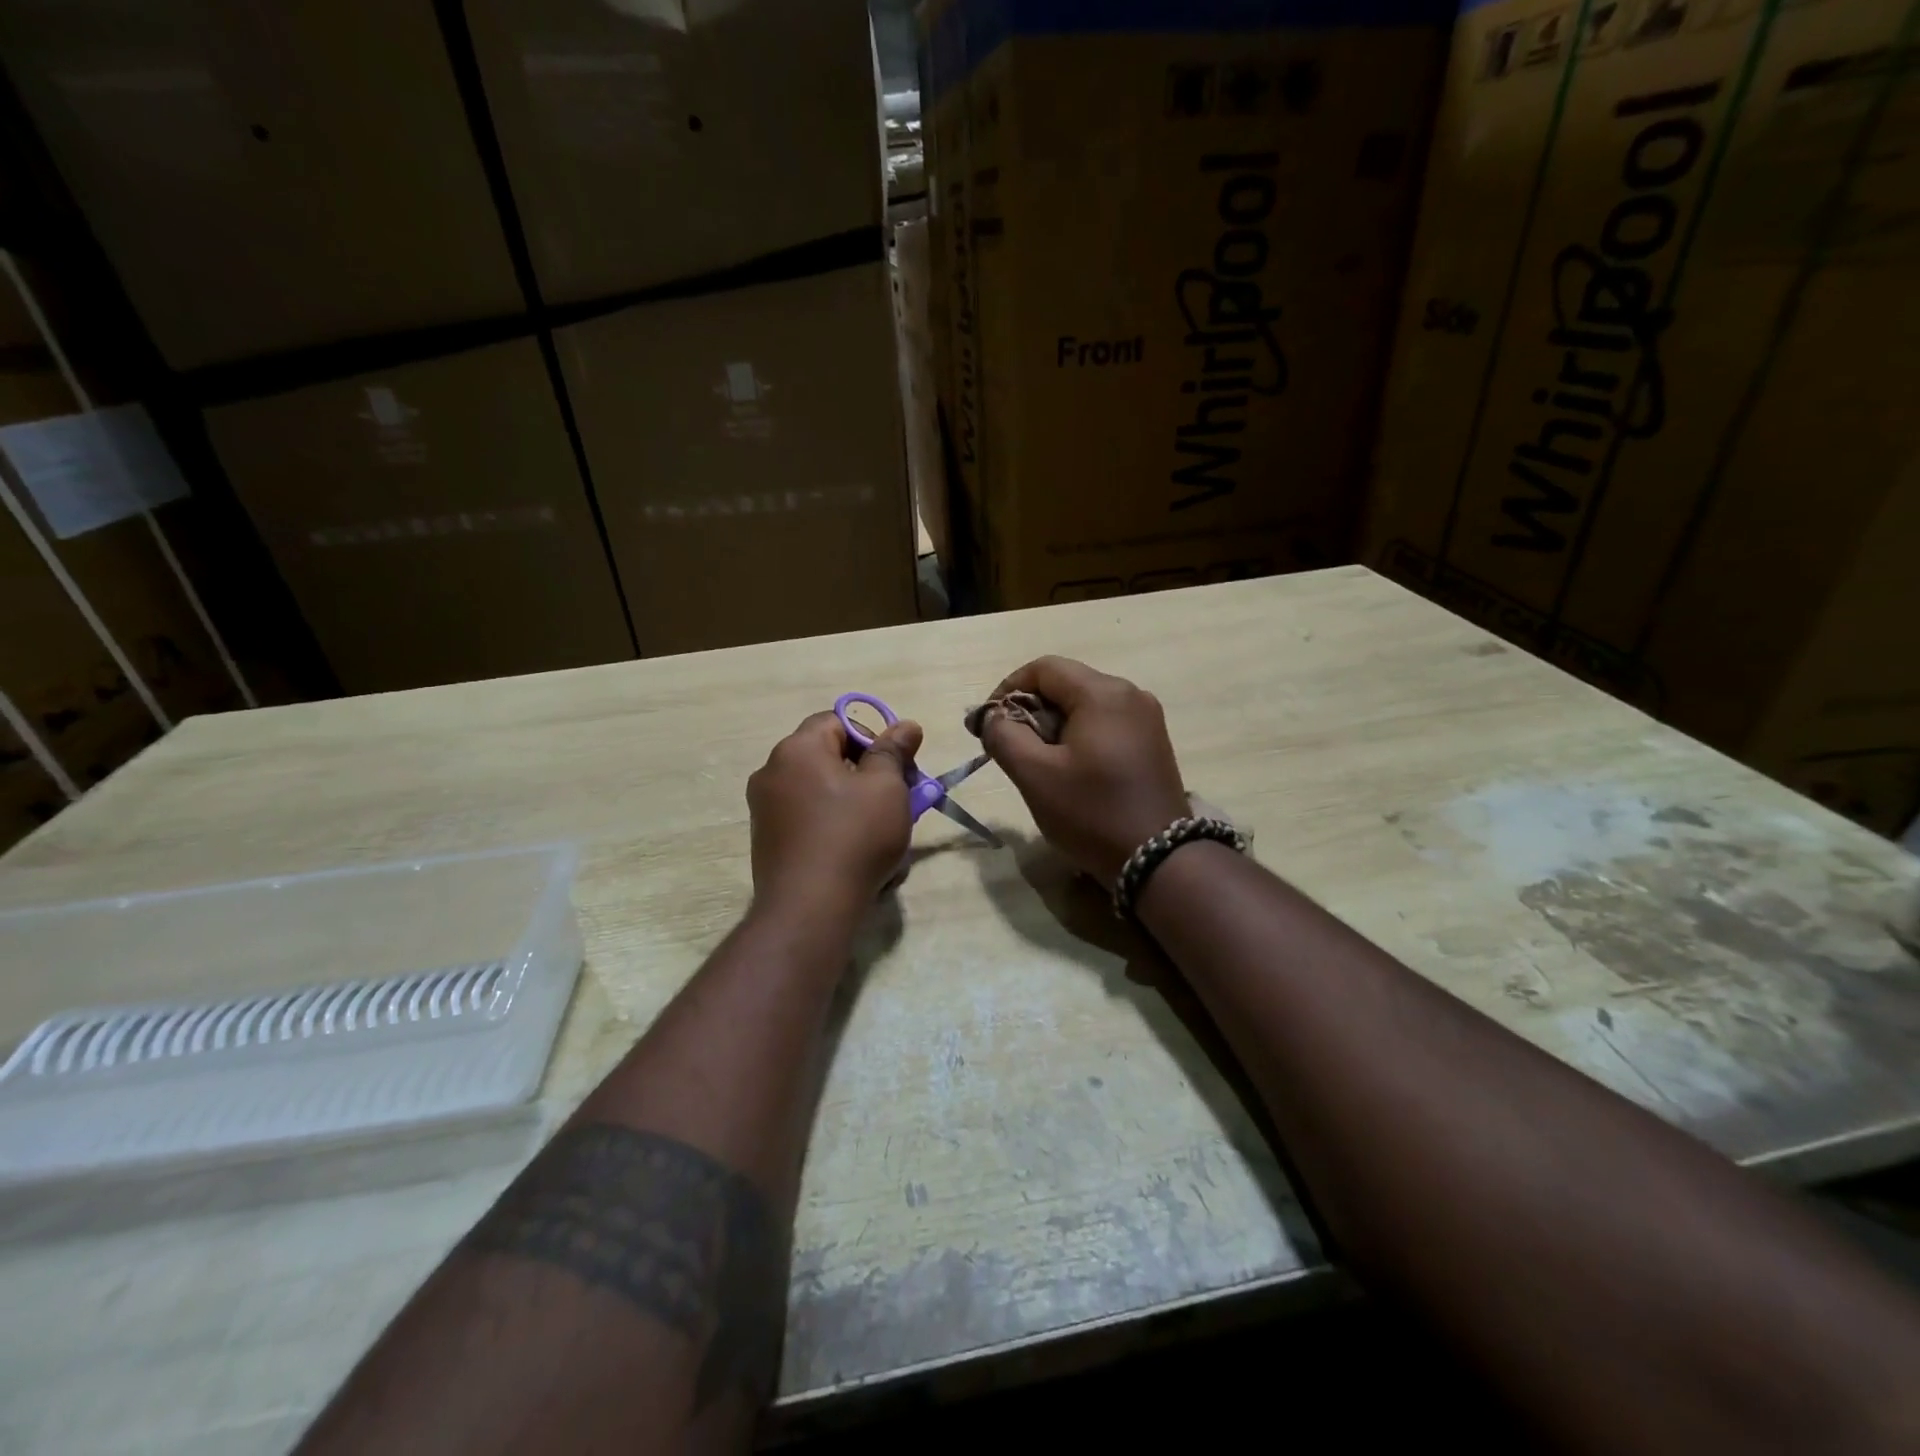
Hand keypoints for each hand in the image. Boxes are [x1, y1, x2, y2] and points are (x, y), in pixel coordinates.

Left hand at [747, 711, 924, 915]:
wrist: (809, 909)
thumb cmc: (854, 836)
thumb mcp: (887, 788)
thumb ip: (894, 751)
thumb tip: (905, 725)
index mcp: (797, 749)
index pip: (838, 720)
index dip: (874, 736)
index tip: (899, 766)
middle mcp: (771, 771)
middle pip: (827, 755)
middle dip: (866, 772)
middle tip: (898, 797)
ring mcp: (764, 807)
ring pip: (819, 789)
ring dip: (852, 800)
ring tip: (881, 829)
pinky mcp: (766, 839)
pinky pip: (807, 817)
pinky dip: (832, 823)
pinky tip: (854, 851)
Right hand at [978, 657, 1188, 883]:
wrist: (1159, 859)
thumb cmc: (1092, 813)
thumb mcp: (1035, 775)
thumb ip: (1003, 736)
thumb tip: (991, 716)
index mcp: (1103, 693)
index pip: (1044, 668)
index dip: (1008, 688)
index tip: (990, 723)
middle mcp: (1131, 694)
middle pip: (1067, 684)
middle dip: (1031, 710)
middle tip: (1011, 748)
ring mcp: (1147, 718)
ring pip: (1085, 705)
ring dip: (1054, 725)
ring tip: (1039, 763)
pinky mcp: (1153, 742)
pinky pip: (1106, 724)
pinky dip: (1079, 736)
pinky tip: (1071, 770)